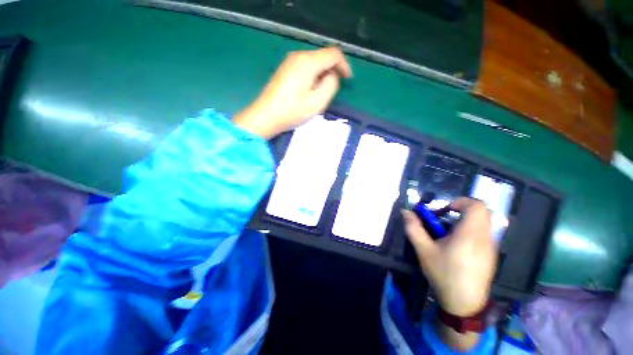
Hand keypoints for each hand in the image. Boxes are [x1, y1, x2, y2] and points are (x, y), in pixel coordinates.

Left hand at [233, 47, 351, 138]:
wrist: (266, 116)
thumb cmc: (292, 111)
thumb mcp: (317, 101)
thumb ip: (331, 85)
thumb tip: (333, 75)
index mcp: (308, 62)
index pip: (333, 53)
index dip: (344, 65)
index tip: (348, 79)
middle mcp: (299, 56)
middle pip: (323, 56)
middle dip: (333, 70)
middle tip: (335, 88)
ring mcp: (290, 61)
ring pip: (315, 62)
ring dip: (323, 74)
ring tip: (323, 91)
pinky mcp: (285, 69)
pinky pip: (305, 67)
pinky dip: (314, 75)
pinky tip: (311, 89)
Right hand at [402, 198, 497, 316]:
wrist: (464, 304)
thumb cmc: (443, 275)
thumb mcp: (423, 250)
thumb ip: (414, 228)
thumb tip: (405, 212)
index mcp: (469, 235)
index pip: (477, 206)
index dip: (460, 201)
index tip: (444, 210)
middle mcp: (485, 238)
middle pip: (483, 212)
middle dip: (462, 210)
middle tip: (446, 218)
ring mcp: (491, 247)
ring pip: (485, 222)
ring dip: (466, 220)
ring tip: (449, 232)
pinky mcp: (492, 255)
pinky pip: (485, 233)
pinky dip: (472, 230)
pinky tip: (458, 245)